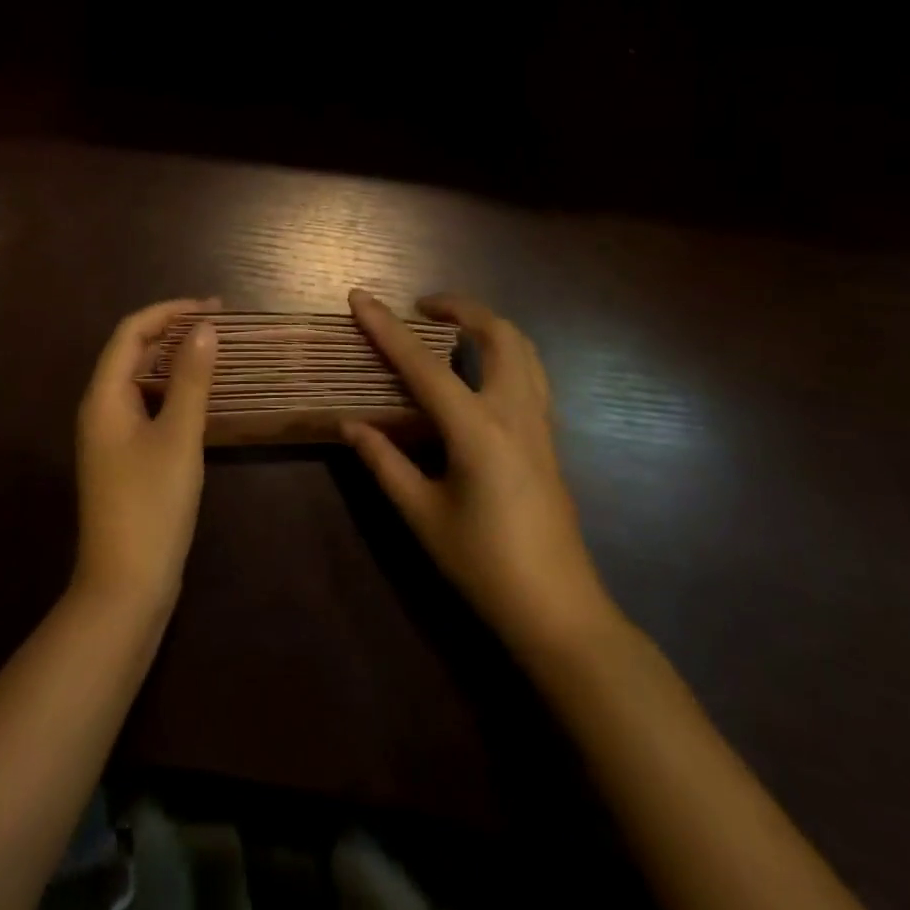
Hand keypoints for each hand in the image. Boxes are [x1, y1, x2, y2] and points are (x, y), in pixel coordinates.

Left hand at [71, 298, 219, 620]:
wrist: (125, 587)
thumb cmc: (151, 505)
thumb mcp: (178, 437)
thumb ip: (191, 380)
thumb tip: (205, 329)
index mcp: (104, 396)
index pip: (131, 331)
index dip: (170, 311)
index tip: (213, 308)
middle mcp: (100, 408)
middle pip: (132, 352)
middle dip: (173, 331)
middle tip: (220, 325)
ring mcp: (110, 435)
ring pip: (140, 380)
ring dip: (174, 361)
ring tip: (215, 352)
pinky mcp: (123, 458)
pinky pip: (146, 406)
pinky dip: (172, 391)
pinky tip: (201, 397)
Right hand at [343, 288, 617, 655]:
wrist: (559, 612)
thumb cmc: (484, 565)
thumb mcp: (422, 515)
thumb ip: (384, 462)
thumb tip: (350, 424)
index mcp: (477, 429)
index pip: (423, 364)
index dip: (386, 328)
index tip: (359, 297)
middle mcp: (514, 412)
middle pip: (497, 333)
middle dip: (459, 307)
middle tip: (420, 308)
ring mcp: (539, 423)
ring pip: (523, 348)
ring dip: (487, 324)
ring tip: (450, 329)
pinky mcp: (549, 438)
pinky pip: (531, 373)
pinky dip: (503, 351)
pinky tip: (478, 372)